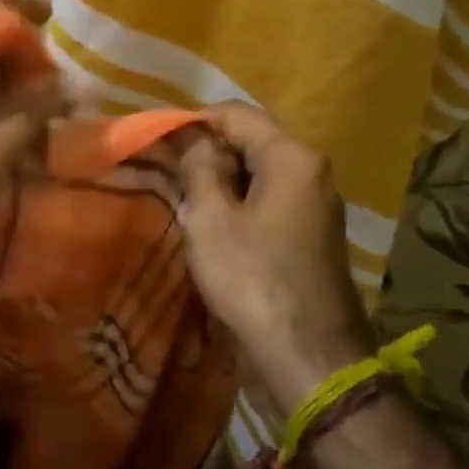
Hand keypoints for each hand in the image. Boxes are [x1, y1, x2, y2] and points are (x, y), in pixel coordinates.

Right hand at [178, 103, 377, 413]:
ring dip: (218, 180)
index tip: (155, 140)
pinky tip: (208, 224)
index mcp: (292, 156)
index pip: (235, 114)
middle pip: (249, 141)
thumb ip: (200, 168)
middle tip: (163, 171)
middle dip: (204, 152)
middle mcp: (311, 171)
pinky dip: (236, 203)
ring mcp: (314, 203)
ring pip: (257, 173)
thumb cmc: (252, 277)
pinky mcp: (309, 233)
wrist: (307, 354)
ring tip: (179, 197)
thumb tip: (194, 139)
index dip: (192, 122)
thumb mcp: (211, 218)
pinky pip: (266, 201)